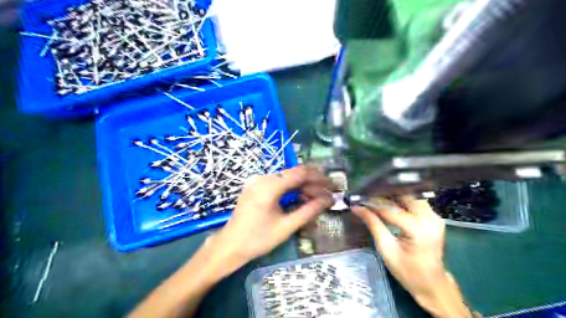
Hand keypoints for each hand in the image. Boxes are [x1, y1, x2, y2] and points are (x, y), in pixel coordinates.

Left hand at [207, 167, 332, 272]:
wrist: (230, 245)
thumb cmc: (258, 239)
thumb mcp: (286, 226)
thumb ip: (309, 211)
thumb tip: (329, 200)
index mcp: (269, 186)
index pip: (300, 173)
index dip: (319, 177)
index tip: (333, 185)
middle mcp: (263, 178)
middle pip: (293, 175)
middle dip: (312, 184)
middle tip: (327, 195)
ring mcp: (257, 181)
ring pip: (287, 179)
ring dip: (302, 187)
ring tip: (316, 200)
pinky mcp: (256, 186)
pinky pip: (278, 183)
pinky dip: (291, 190)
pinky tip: (300, 199)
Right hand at [353, 198, 473, 315]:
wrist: (432, 284)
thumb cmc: (408, 271)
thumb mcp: (386, 248)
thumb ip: (373, 224)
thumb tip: (357, 208)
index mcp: (418, 229)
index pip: (390, 209)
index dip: (372, 203)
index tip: (357, 199)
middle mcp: (430, 218)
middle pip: (404, 196)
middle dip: (384, 194)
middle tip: (366, 194)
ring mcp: (435, 217)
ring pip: (410, 196)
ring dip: (393, 196)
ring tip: (375, 197)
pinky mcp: (434, 218)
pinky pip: (415, 202)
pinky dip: (401, 201)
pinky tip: (388, 203)